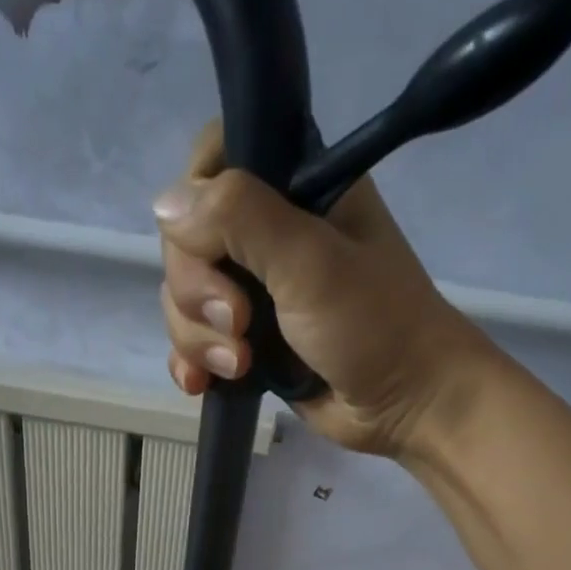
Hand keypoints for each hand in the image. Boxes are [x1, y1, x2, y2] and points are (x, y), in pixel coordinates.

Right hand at [153, 120, 496, 458]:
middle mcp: (268, 232)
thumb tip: (164, 205)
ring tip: (239, 365)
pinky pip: (193, 340)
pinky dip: (192, 361)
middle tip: (240, 324)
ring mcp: (255, 290)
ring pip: (184, 297)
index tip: (210, 250)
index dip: (193, 205)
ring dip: (198, 336)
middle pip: (186, 240)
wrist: (405, 406)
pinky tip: (202, 383)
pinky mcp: (247, 340)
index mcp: (294, 187)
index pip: (212, 163)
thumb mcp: (311, 262)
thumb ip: (240, 219)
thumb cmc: (373, 326)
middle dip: (198, 292)